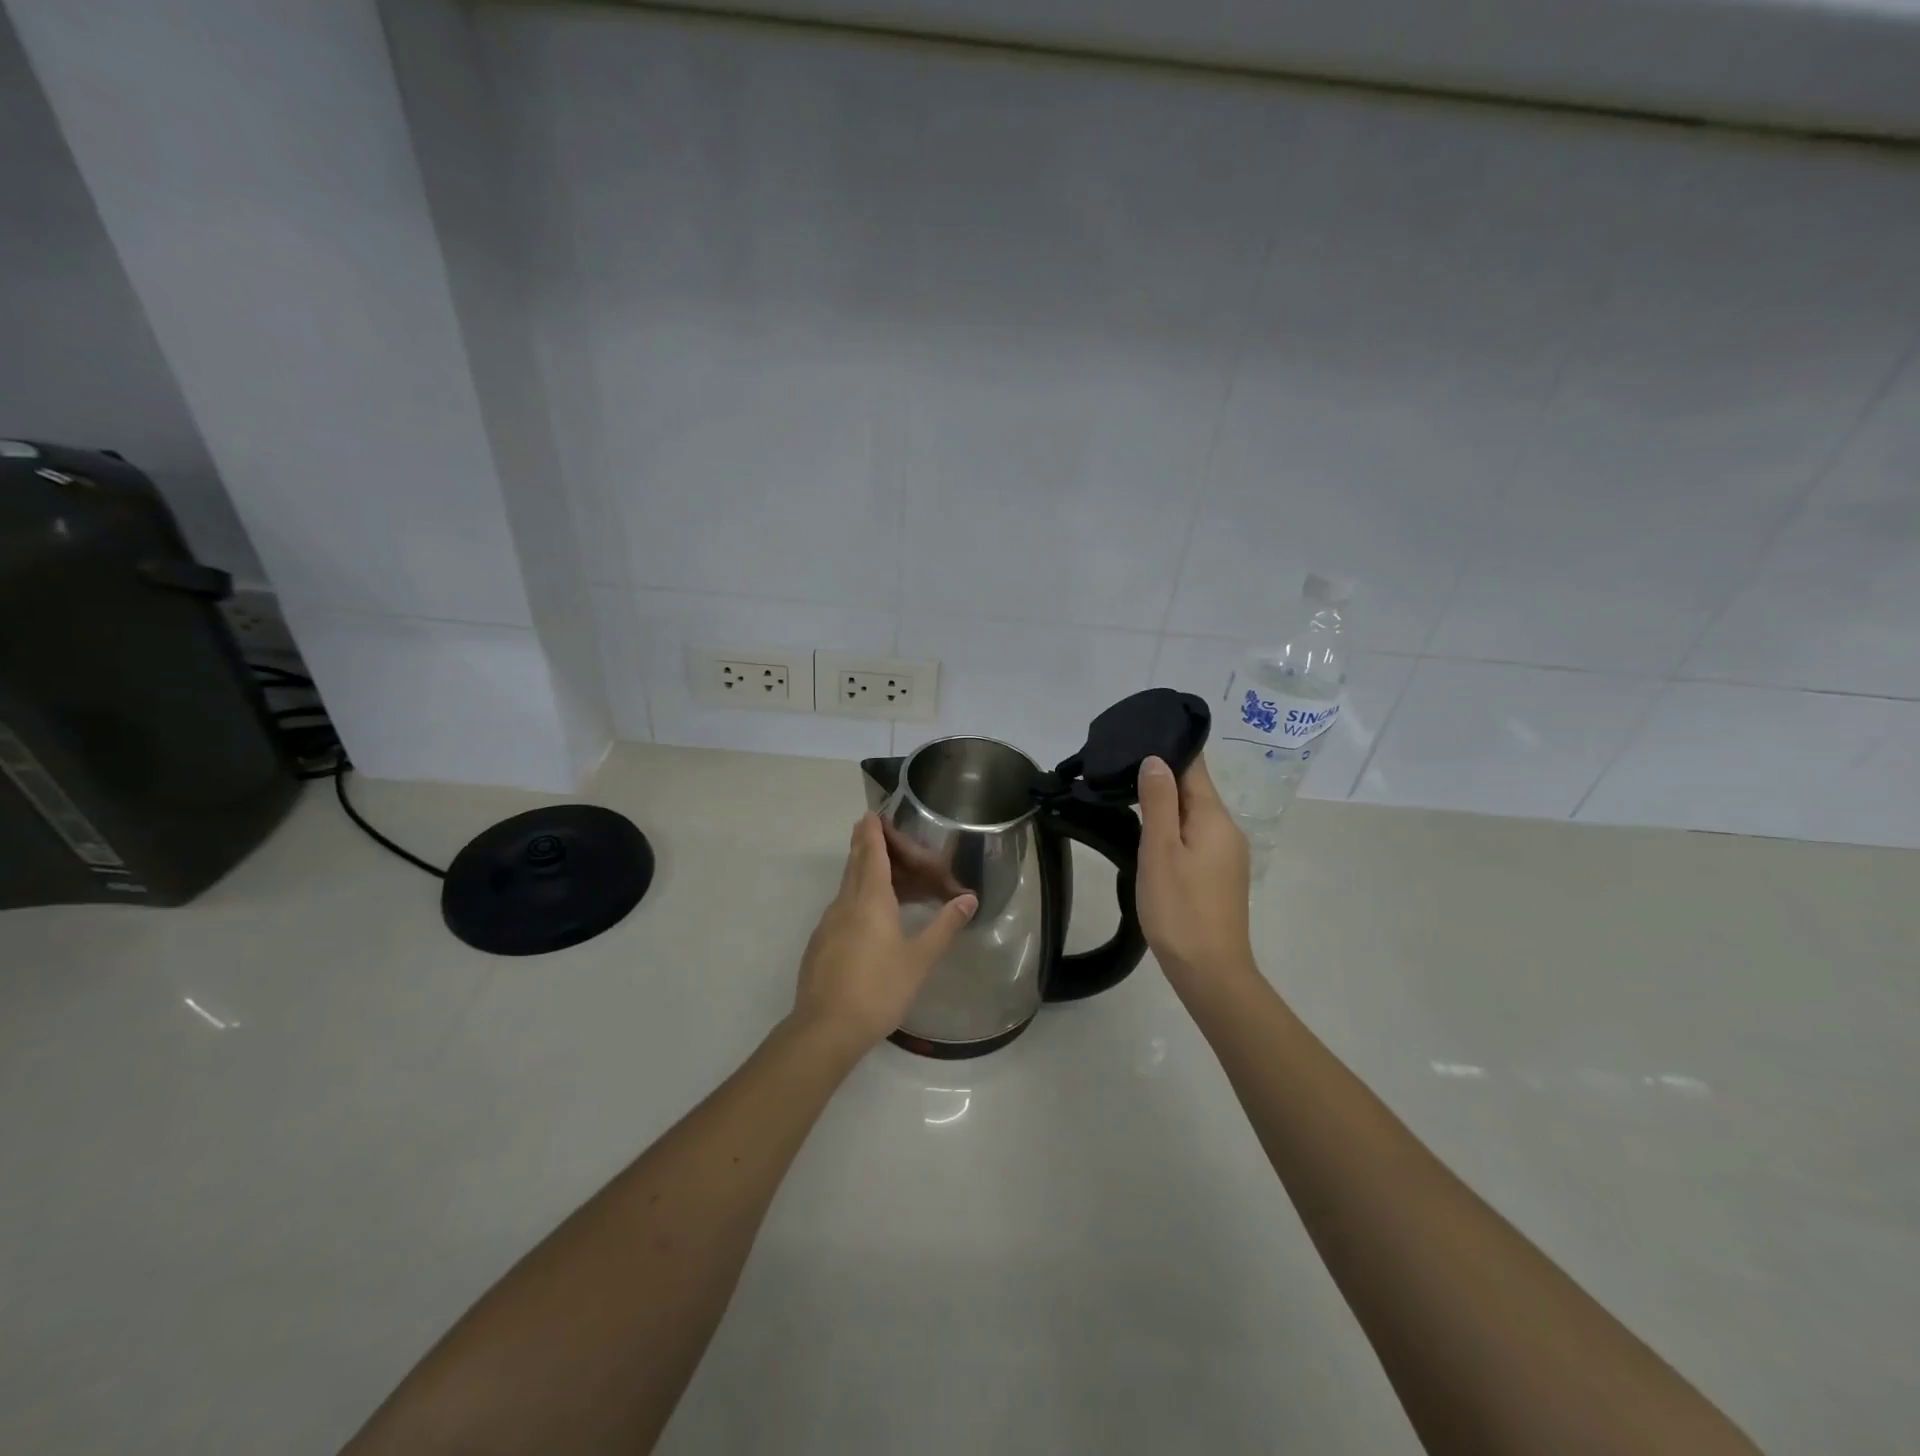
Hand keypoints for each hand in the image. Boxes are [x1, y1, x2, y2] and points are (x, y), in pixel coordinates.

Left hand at [793, 815, 977, 1055]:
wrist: (825, 1029)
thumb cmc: (878, 989)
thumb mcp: (919, 959)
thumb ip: (944, 926)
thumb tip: (968, 899)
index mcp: (870, 899)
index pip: (871, 853)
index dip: (872, 832)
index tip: (871, 813)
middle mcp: (845, 903)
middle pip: (856, 864)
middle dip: (867, 846)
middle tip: (879, 834)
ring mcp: (829, 923)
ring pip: (848, 887)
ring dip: (865, 874)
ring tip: (887, 877)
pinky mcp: (821, 944)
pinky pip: (843, 908)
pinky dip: (858, 899)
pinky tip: (871, 919)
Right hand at [1136, 753, 1254, 985]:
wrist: (1210, 971)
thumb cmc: (1179, 908)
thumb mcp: (1160, 850)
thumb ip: (1159, 801)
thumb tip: (1156, 759)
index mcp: (1214, 817)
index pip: (1194, 766)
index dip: (1167, 750)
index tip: (1135, 740)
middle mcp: (1227, 829)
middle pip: (1194, 789)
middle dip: (1161, 777)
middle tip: (1118, 770)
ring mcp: (1226, 853)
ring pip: (1193, 814)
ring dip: (1165, 804)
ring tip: (1125, 797)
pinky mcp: (1219, 874)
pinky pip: (1195, 836)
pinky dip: (1173, 828)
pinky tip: (1149, 835)